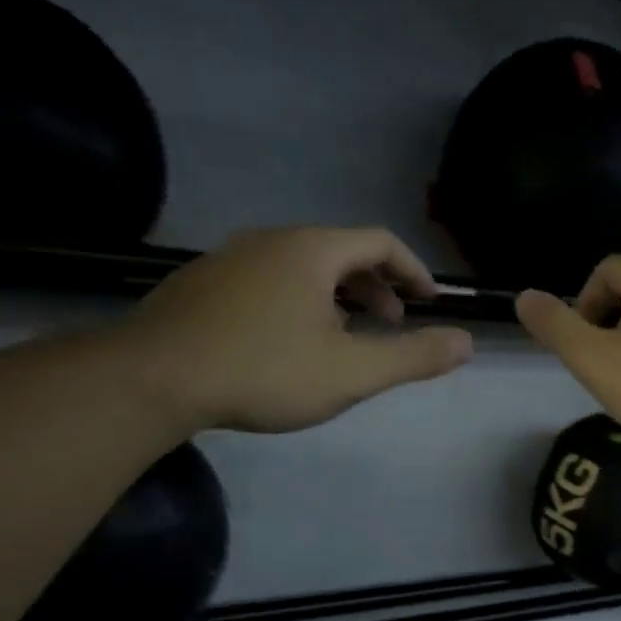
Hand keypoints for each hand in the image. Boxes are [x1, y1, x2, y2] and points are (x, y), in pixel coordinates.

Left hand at [124, 227, 472, 432]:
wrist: (153, 380)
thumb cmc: (265, 370)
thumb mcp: (353, 371)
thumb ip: (414, 356)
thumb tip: (468, 343)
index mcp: (312, 250)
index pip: (379, 241)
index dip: (413, 269)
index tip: (430, 301)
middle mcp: (271, 241)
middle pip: (340, 251)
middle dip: (376, 285)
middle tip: (392, 323)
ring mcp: (229, 259)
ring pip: (302, 268)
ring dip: (338, 296)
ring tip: (347, 337)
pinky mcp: (201, 285)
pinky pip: (268, 281)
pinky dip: (299, 302)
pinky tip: (290, 344)